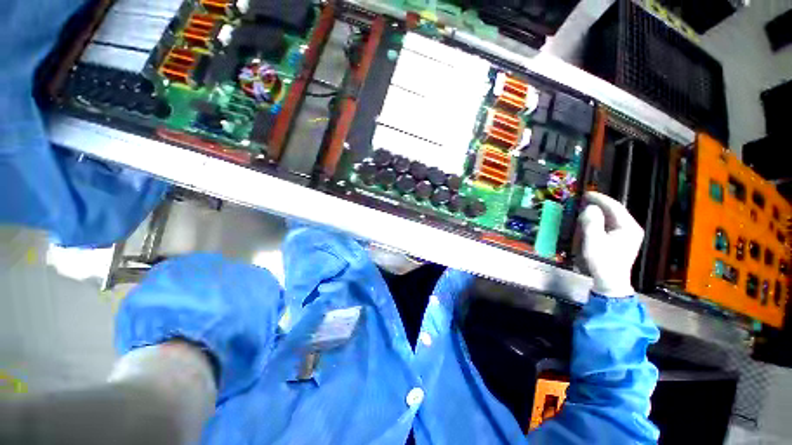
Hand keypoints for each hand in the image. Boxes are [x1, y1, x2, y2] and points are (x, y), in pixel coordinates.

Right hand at [578, 192, 644, 297]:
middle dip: (599, 205)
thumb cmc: (602, 261)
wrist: (610, 281)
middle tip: (584, 200)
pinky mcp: (622, 240)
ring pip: (613, 218)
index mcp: (629, 227)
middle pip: (615, 211)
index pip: (615, 207)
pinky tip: (591, 221)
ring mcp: (628, 235)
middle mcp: (632, 229)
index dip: (600, 198)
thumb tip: (590, 207)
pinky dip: (600, 220)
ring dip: (599, 212)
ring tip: (585, 208)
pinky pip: (611, 225)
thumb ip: (592, 222)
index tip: (586, 193)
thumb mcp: (594, 241)